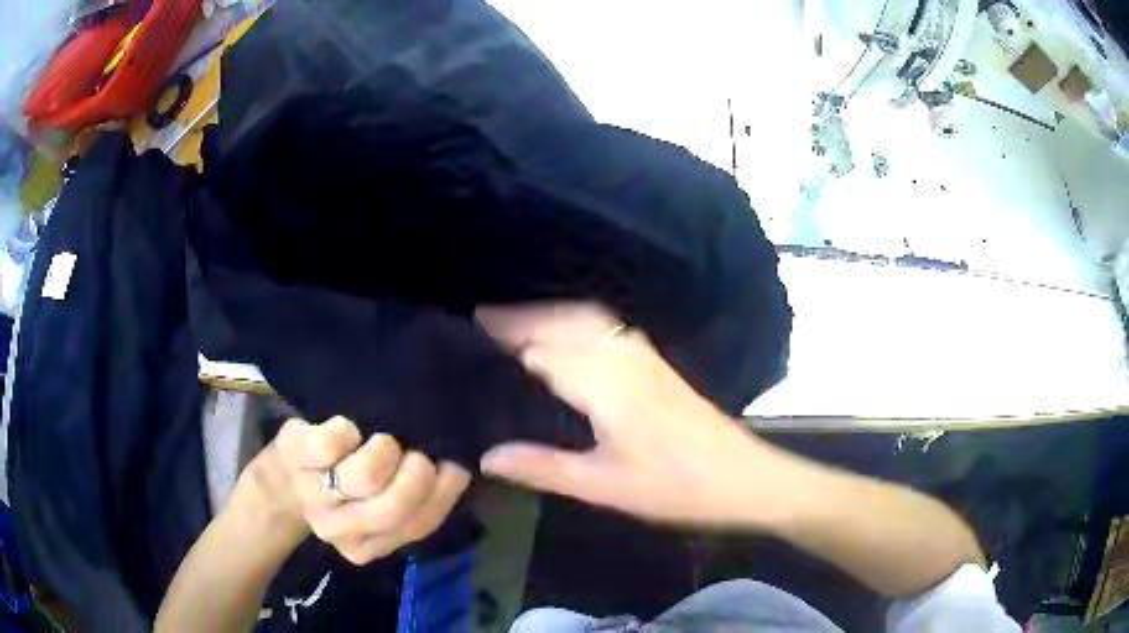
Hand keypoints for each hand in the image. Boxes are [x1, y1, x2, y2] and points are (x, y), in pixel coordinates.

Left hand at [271, 416, 470, 564]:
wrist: (289, 472)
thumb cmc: (347, 481)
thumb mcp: (384, 500)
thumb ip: (420, 498)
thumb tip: (463, 462)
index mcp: (368, 546)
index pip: (420, 524)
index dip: (443, 490)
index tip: (449, 464)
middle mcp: (340, 530)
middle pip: (394, 506)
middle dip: (416, 473)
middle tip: (415, 451)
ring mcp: (315, 495)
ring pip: (365, 476)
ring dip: (384, 449)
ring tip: (383, 439)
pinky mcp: (296, 457)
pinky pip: (331, 443)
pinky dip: (346, 429)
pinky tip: (347, 428)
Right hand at [475, 303, 794, 528]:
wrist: (743, 477)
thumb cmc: (675, 488)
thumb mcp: (603, 486)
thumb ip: (543, 467)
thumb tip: (487, 456)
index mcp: (603, 384)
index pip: (540, 348)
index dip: (503, 339)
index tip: (465, 334)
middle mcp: (621, 356)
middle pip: (561, 321)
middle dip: (519, 316)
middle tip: (478, 319)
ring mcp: (643, 355)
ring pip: (585, 318)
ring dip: (548, 312)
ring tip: (513, 321)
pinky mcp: (656, 362)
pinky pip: (605, 326)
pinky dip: (575, 319)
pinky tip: (567, 334)